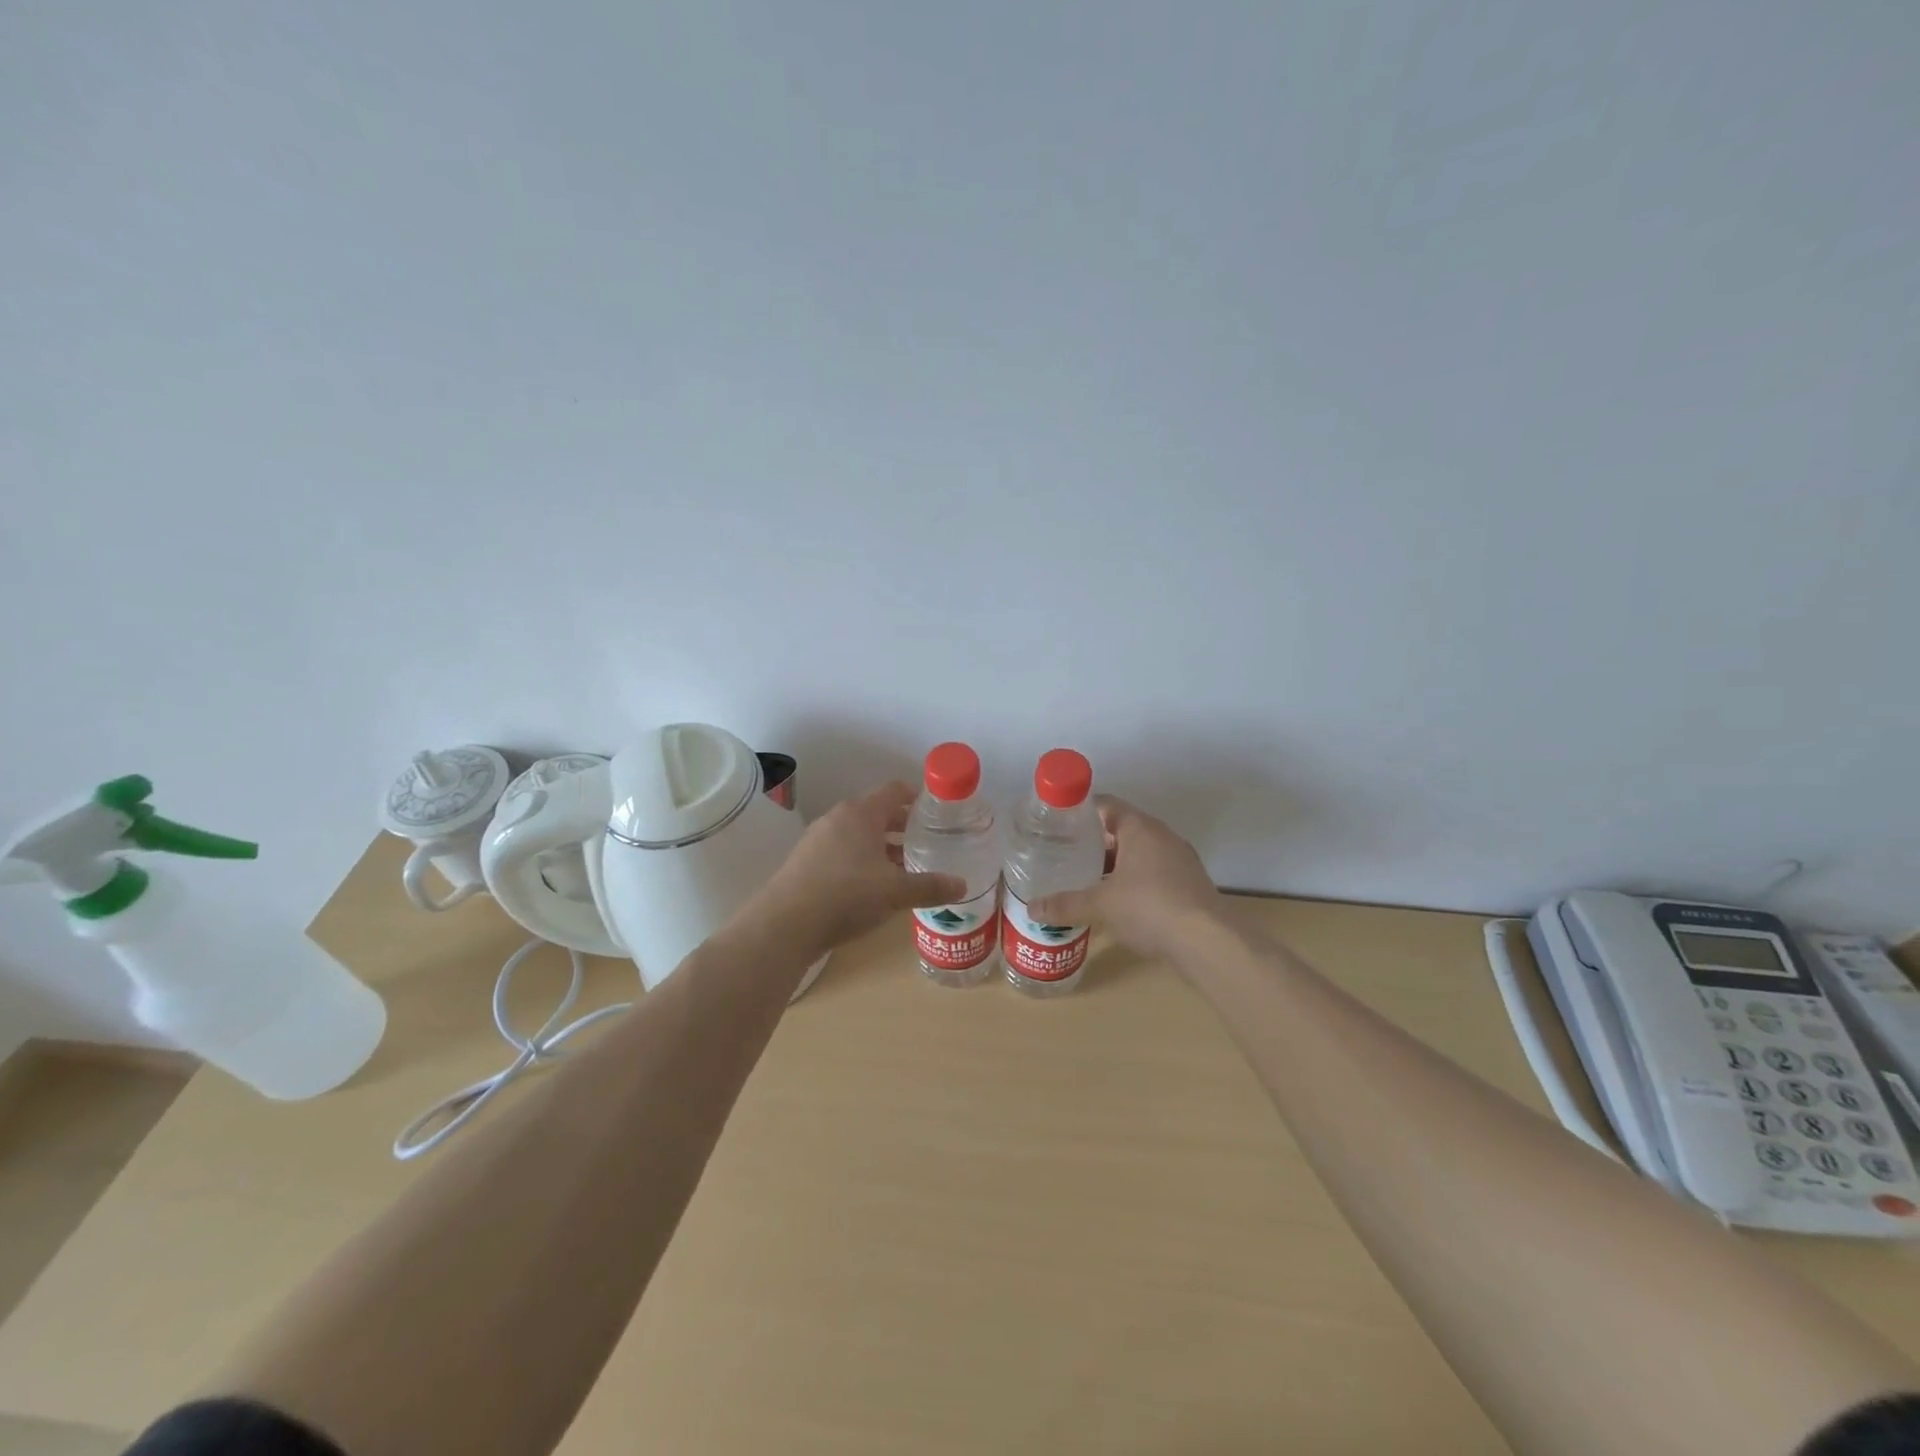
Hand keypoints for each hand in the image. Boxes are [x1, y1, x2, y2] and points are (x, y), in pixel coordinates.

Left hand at [745, 781, 965, 959]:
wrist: (784, 925)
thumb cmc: (846, 895)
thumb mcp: (895, 892)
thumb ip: (930, 886)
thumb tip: (963, 885)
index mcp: (861, 813)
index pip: (895, 790)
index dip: (918, 797)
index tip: (938, 812)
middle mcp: (838, 818)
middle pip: (878, 812)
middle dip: (903, 826)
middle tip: (928, 842)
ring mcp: (818, 839)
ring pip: (859, 834)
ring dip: (883, 846)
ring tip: (905, 867)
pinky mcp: (805, 862)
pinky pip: (843, 852)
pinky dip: (862, 860)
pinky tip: (873, 887)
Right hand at [1029, 796, 1222, 963]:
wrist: (1209, 942)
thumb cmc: (1150, 908)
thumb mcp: (1101, 905)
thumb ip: (1066, 904)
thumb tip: (1032, 908)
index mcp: (1140, 828)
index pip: (1106, 805)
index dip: (1080, 812)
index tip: (1057, 825)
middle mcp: (1162, 836)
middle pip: (1122, 829)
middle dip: (1094, 843)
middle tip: (1065, 855)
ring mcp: (1180, 860)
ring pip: (1139, 853)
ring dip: (1115, 864)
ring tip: (1086, 880)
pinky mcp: (1189, 885)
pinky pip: (1154, 873)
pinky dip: (1134, 882)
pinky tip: (1117, 903)